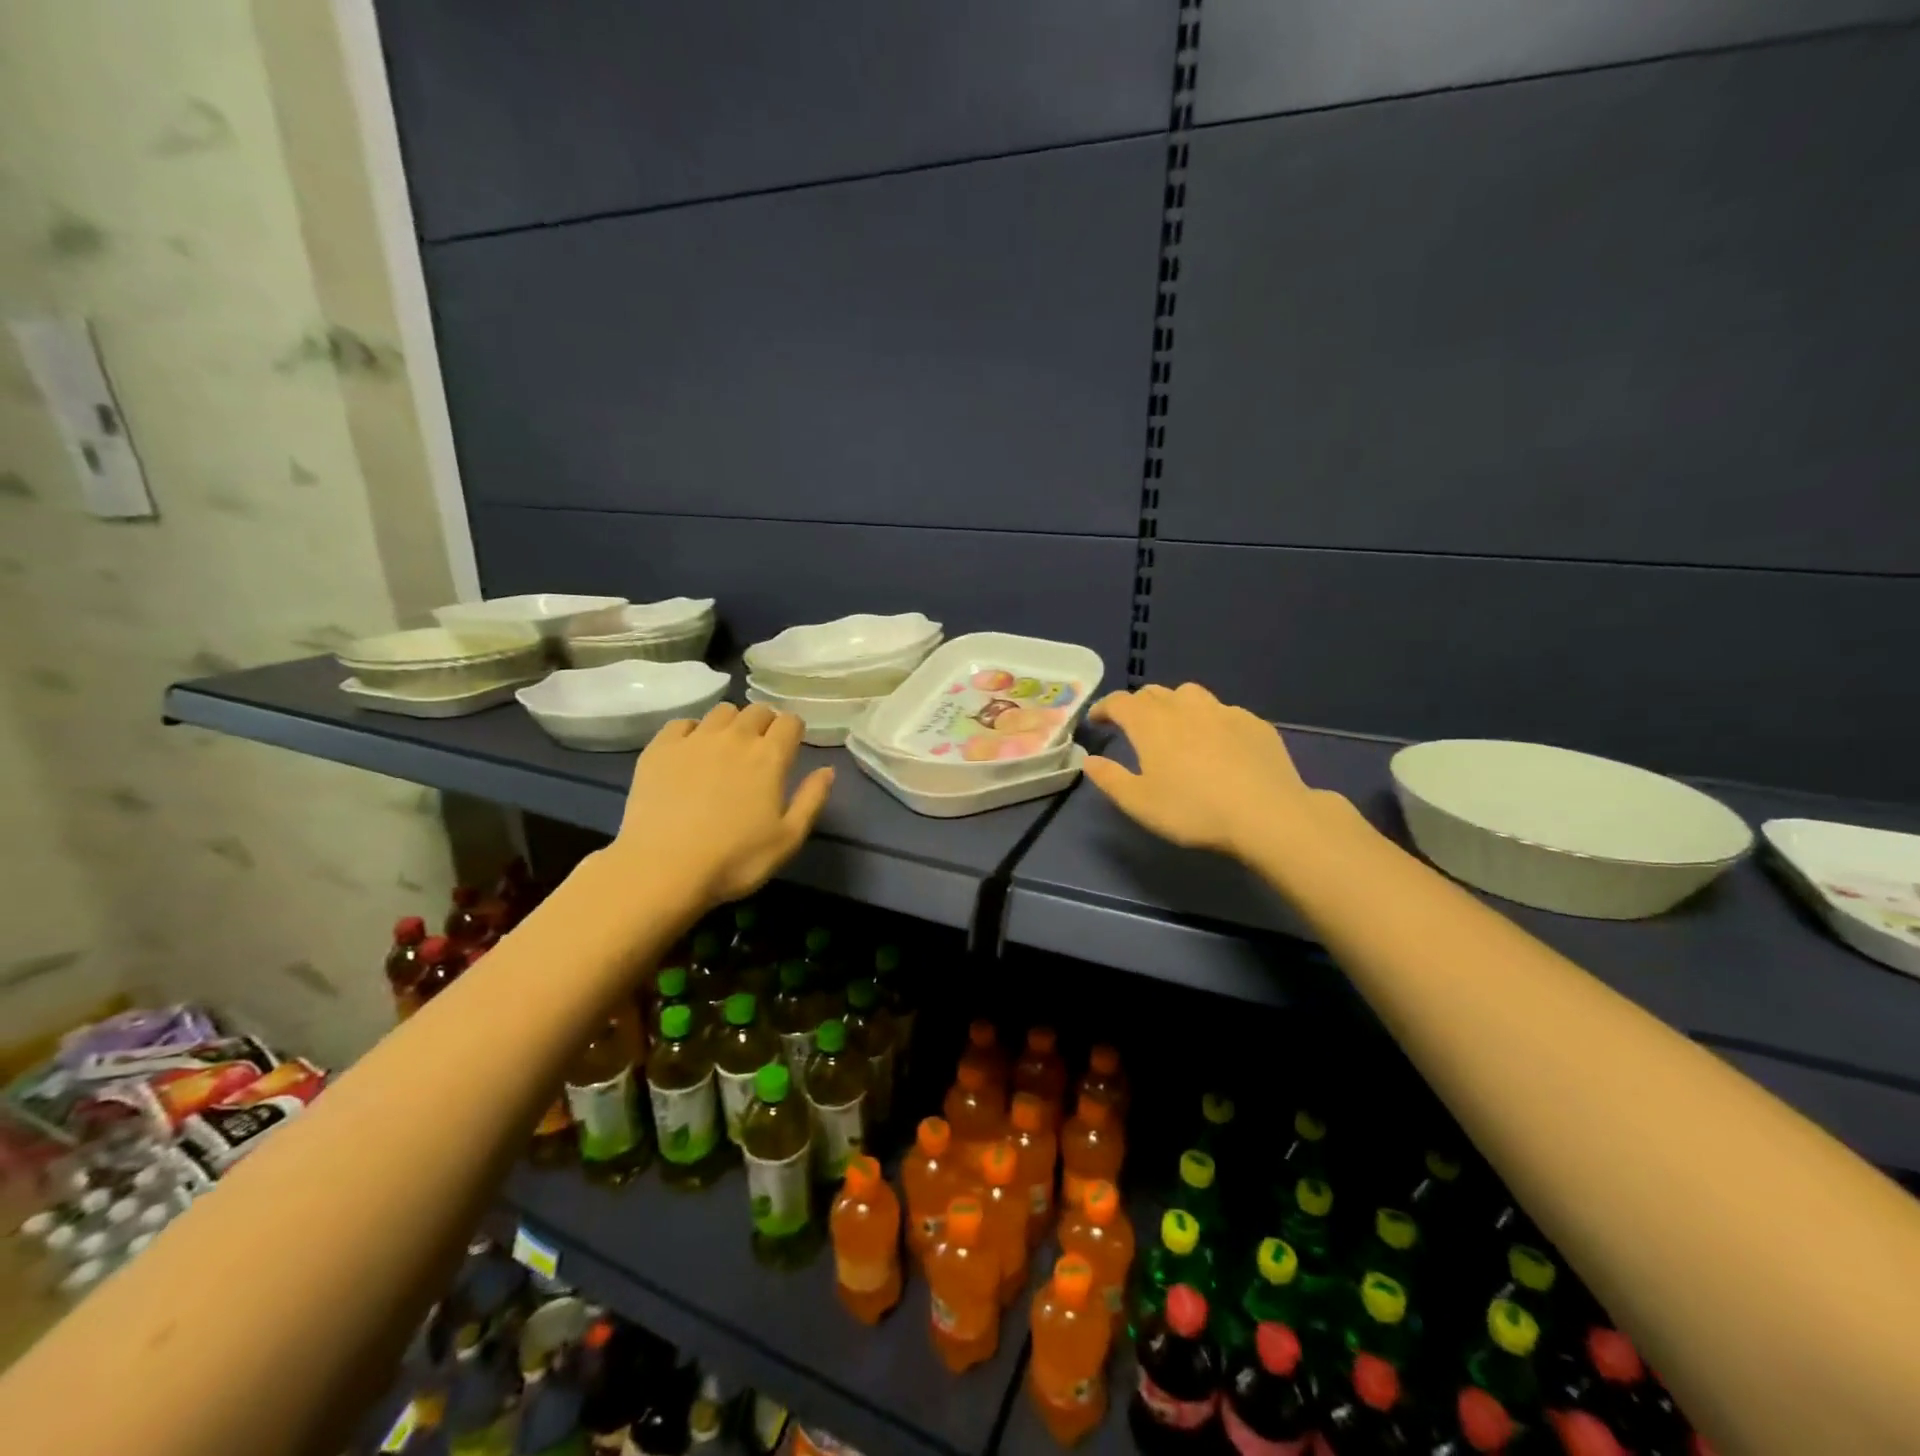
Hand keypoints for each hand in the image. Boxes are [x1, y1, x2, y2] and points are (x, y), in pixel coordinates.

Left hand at [612, 702, 833, 907]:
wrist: (662, 869)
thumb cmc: (735, 859)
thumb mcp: (788, 839)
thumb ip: (812, 800)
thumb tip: (827, 770)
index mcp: (769, 756)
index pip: (790, 721)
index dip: (793, 732)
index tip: (790, 749)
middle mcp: (735, 737)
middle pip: (757, 710)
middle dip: (765, 724)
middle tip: (760, 750)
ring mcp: (694, 739)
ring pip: (721, 711)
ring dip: (731, 724)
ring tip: (726, 748)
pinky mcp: (660, 748)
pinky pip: (682, 723)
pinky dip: (692, 732)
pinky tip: (690, 754)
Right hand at [1085, 682, 1329, 859]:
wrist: (1267, 814)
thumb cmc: (1193, 810)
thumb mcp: (1139, 803)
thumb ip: (1110, 778)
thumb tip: (1089, 760)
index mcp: (1151, 723)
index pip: (1119, 701)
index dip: (1104, 707)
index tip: (1097, 720)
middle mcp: (1184, 707)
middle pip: (1154, 693)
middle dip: (1137, 705)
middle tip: (1133, 725)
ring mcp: (1223, 711)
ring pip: (1190, 695)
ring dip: (1174, 704)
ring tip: (1175, 726)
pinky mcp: (1254, 723)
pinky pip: (1223, 712)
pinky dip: (1209, 720)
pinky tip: (1217, 743)